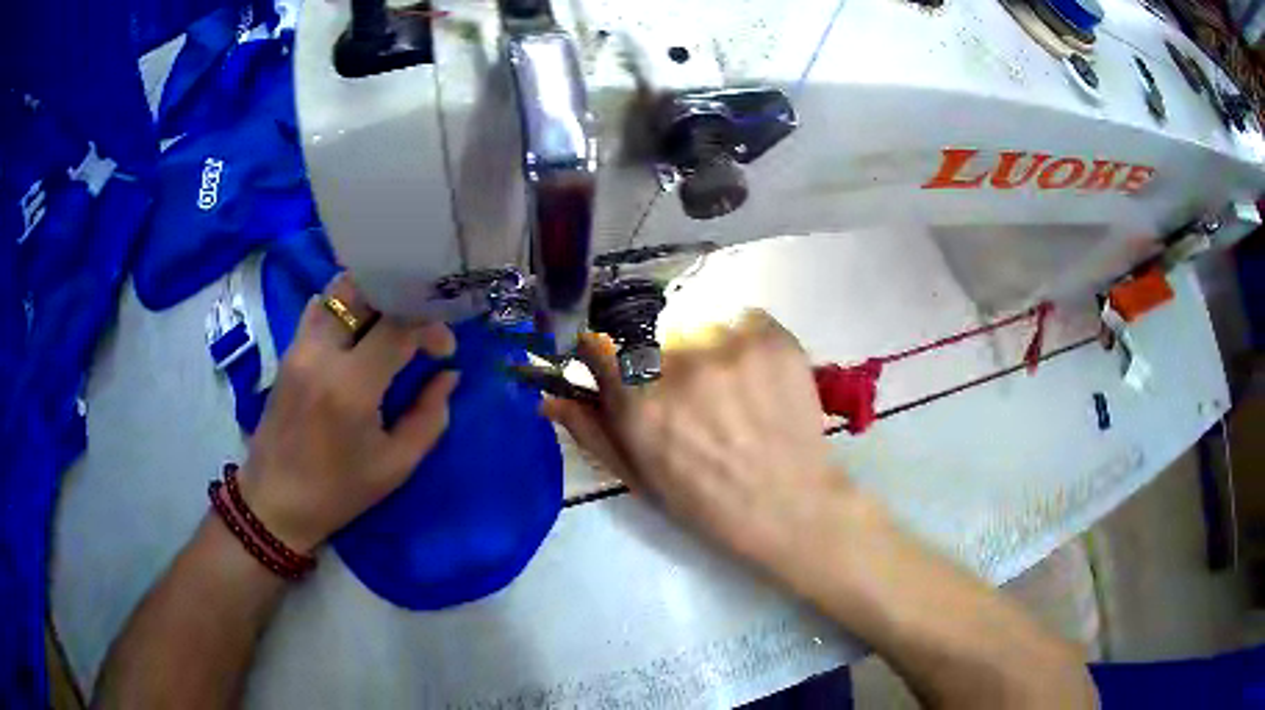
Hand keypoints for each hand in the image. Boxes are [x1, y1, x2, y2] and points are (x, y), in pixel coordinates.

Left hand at [238, 275, 459, 551]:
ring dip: (371, 298)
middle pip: (363, 291)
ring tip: (391, 324)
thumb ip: (430, 416)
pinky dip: (344, 307)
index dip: (430, 329)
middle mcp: (321, 354)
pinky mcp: (288, 352)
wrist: (275, 502)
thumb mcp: (396, 465)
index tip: (444, 353)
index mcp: (350, 387)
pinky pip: (319, 309)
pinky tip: (358, 331)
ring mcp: (299, 348)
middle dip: (400, 299)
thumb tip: (448, 375)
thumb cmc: (339, 492)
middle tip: (417, 326)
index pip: (398, 327)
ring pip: (337, 292)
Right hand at [543, 311, 879, 578]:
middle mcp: (678, 362)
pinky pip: (742, 318)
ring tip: (729, 388)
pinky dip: (743, 340)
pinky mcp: (772, 336)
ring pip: (698, 323)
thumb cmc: (708, 503)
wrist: (791, 507)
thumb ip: (591, 432)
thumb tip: (548, 397)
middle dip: (659, 357)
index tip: (615, 361)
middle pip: (649, 332)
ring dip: (704, 348)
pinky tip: (756, 377)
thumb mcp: (639, 478)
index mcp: (638, 402)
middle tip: (689, 394)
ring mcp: (730, 344)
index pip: (596, 341)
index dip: (603, 350)